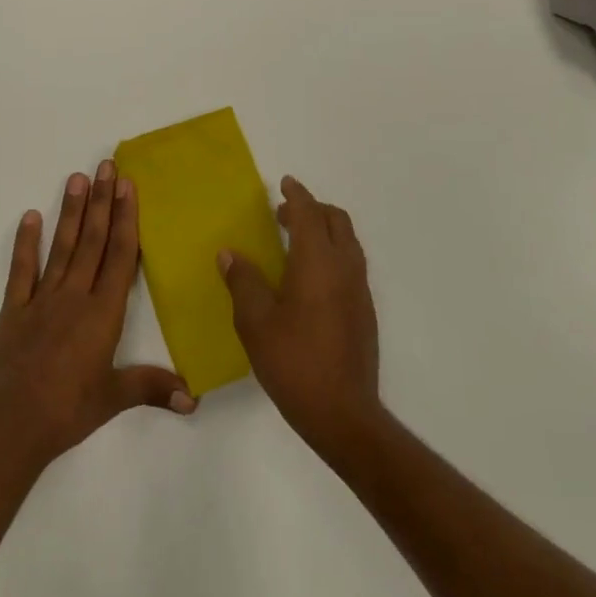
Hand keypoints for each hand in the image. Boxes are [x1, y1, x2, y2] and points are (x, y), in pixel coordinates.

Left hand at [0, 161, 194, 471]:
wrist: (9, 429)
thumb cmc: (67, 412)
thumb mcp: (114, 399)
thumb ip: (153, 388)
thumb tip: (195, 399)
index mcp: (103, 313)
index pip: (120, 256)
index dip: (125, 218)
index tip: (127, 186)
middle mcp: (74, 297)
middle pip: (92, 241)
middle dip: (101, 202)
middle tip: (105, 165)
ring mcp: (41, 301)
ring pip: (61, 248)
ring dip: (70, 212)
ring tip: (75, 177)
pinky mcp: (13, 312)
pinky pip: (21, 271)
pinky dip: (25, 244)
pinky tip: (30, 217)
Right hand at [217, 175, 381, 457]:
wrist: (343, 413)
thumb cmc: (294, 362)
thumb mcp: (255, 322)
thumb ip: (243, 281)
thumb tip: (230, 253)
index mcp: (317, 262)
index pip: (309, 214)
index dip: (297, 195)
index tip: (285, 183)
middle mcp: (344, 267)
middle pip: (336, 220)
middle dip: (313, 209)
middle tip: (284, 214)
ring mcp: (359, 289)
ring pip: (347, 241)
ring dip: (325, 230)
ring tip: (295, 241)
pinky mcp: (364, 310)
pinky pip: (351, 263)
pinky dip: (333, 252)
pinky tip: (310, 277)